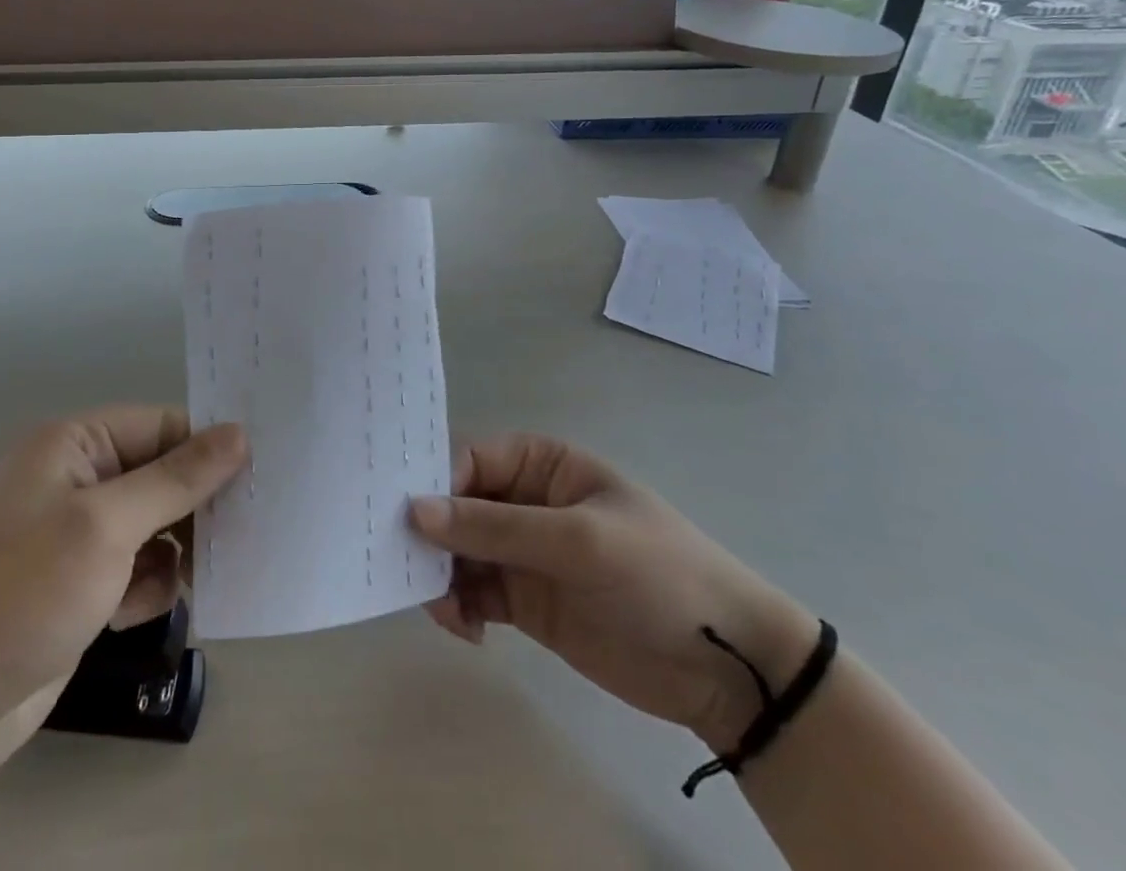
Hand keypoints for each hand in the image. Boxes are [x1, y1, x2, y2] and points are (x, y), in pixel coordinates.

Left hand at [0, 407, 246, 792]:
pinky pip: (138, 564)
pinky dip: (147, 585)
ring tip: (182, 583)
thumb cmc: (25, 594)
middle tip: (237, 535)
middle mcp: (76, 477)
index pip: (159, 426)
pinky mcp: (81, 579)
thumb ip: (177, 478)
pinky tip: (131, 614)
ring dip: (173, 552)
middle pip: (161, 474)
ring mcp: (77, 531)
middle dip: (193, 507)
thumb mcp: (107, 527)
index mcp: (73, 444)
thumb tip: (239, 433)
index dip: (206, 448)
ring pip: (156, 523)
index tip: (257, 475)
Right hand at [410, 434, 818, 749]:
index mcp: (539, 463)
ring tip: (442, 610)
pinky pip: (473, 592)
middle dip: (429, 534)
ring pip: (457, 551)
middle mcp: (523, 500)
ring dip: (440, 575)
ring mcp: (523, 551)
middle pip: (455, 505)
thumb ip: (495, 527)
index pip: (468, 459)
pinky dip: (458, 607)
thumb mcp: (578, 541)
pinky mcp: (524, 599)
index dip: (432, 481)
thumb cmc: (657, 574)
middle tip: (403, 568)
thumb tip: (414, 511)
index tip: (399, 516)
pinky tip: (467, 631)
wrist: (726, 667)